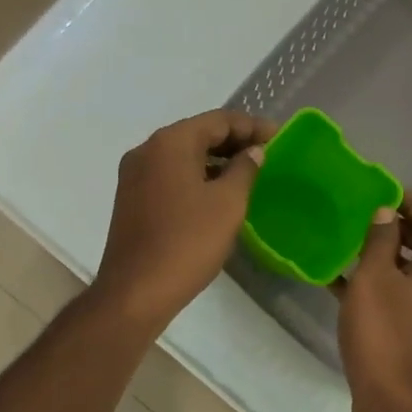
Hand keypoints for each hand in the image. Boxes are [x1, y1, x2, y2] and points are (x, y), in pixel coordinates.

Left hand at [92, 110, 276, 334]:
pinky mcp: (131, 199)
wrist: (136, 291)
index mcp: (170, 143)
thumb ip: (244, 169)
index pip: (218, 120)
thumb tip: (253, 152)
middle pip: (197, 134)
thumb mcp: (228, 203)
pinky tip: (217, 194)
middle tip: (267, 154)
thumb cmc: (187, 242)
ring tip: (247, 174)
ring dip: (215, 160)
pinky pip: (170, 176)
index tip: (280, 137)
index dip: (252, 126)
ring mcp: (134, 176)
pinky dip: (196, 176)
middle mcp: (147, 150)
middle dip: (233, 141)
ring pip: (182, 156)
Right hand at [336, 192, 411, 411]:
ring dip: (386, 258)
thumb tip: (387, 212)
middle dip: (396, 228)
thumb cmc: (384, 334)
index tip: (379, 194)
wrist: (398, 406)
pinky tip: (344, 286)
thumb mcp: (373, 278)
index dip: (409, 202)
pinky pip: (407, 299)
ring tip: (348, 248)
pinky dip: (384, 288)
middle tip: (359, 219)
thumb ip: (380, 239)